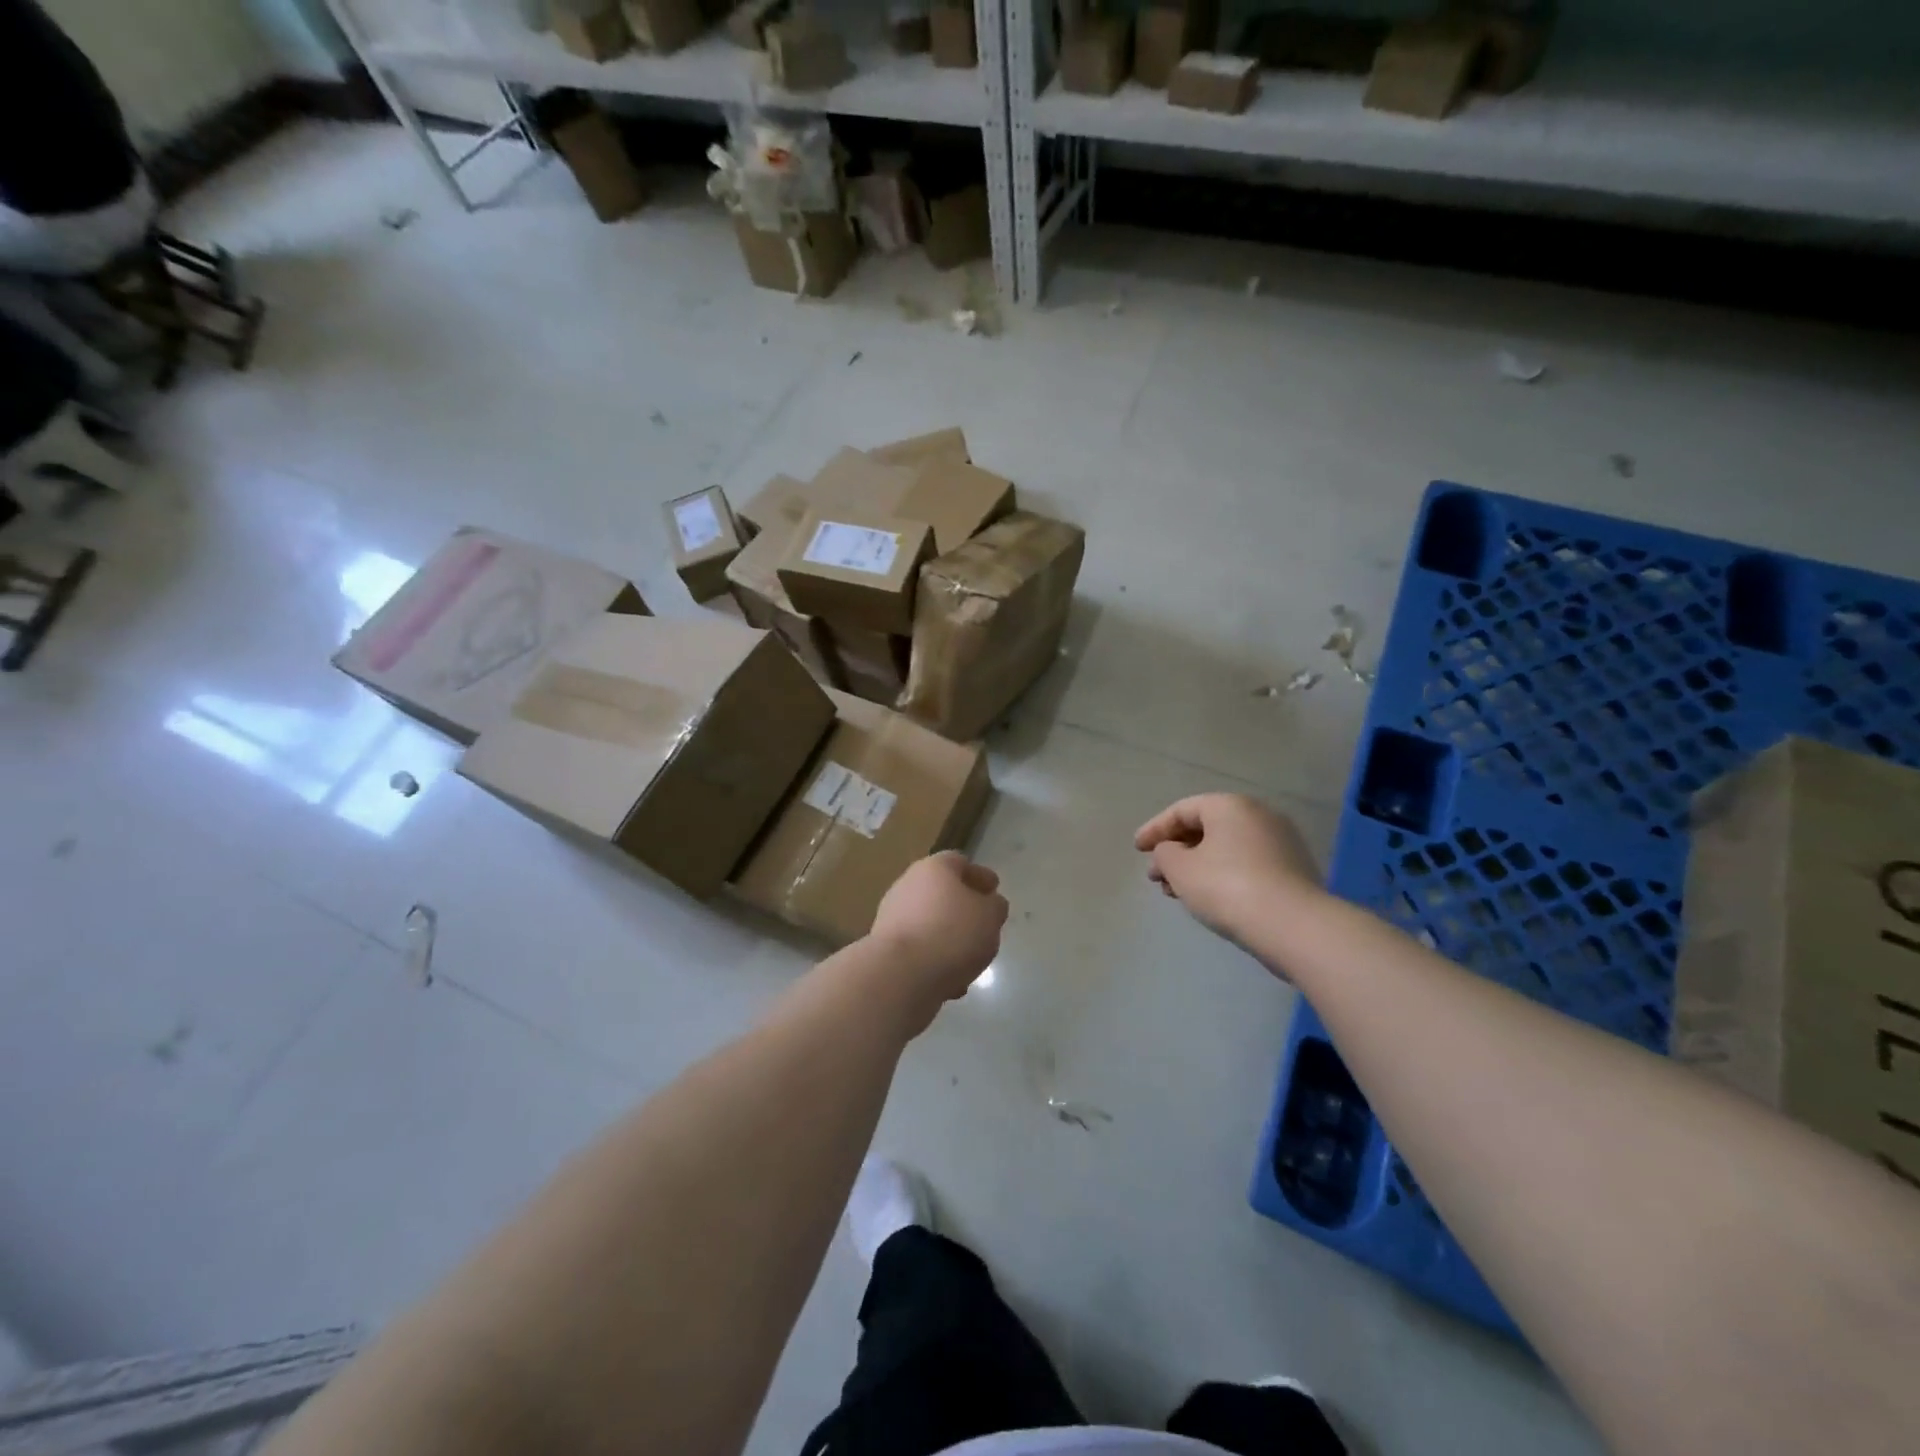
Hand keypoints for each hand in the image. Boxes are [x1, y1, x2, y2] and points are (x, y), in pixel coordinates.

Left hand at [867, 852, 1008, 1026]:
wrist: (899, 975)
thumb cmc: (951, 933)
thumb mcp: (990, 916)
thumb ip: (994, 906)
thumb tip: (989, 904)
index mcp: (933, 868)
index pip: (959, 862)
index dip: (979, 875)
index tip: (994, 889)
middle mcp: (907, 885)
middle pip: (940, 891)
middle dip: (962, 907)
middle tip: (983, 923)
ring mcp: (891, 917)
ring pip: (928, 922)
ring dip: (948, 936)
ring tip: (970, 957)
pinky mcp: (884, 948)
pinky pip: (917, 949)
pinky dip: (934, 959)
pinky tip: (950, 980)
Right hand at [1134, 794, 1320, 949]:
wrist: (1293, 926)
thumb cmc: (1227, 887)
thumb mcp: (1180, 869)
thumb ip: (1165, 853)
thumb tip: (1170, 852)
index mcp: (1230, 806)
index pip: (1182, 810)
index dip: (1155, 829)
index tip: (1137, 850)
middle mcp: (1258, 815)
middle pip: (1206, 828)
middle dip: (1176, 851)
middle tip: (1156, 875)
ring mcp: (1281, 842)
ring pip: (1226, 848)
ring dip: (1196, 866)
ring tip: (1176, 893)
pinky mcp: (1292, 870)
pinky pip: (1246, 864)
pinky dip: (1221, 875)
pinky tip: (1208, 899)